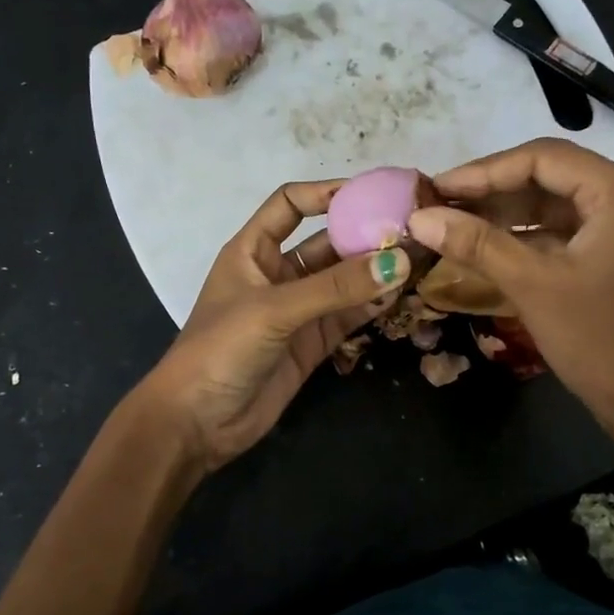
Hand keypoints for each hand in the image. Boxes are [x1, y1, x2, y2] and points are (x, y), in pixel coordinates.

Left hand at [138, 180, 408, 474]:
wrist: (197, 422)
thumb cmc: (220, 349)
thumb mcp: (274, 310)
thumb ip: (335, 288)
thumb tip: (398, 263)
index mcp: (252, 251)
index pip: (290, 205)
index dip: (325, 193)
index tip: (370, 193)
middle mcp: (277, 275)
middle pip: (326, 244)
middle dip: (363, 235)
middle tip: (410, 230)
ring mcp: (297, 311)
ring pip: (342, 282)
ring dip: (374, 272)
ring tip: (416, 260)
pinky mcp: (312, 344)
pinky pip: (347, 316)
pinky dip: (371, 306)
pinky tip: (399, 296)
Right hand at [407, 138, 613, 446]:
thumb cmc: (601, 340)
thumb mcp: (534, 285)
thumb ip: (477, 244)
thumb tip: (420, 217)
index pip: (542, 158)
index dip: (483, 171)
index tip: (435, 189)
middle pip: (549, 178)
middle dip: (491, 192)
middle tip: (437, 207)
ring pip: (553, 207)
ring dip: (504, 216)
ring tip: (452, 226)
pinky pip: (562, 235)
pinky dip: (524, 239)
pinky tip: (485, 250)